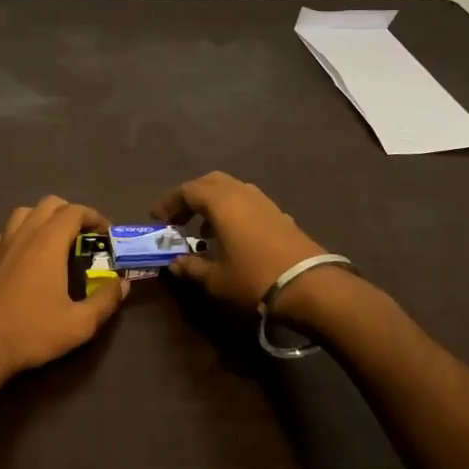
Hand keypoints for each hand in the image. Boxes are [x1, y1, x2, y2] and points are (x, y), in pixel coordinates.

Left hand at [0, 196, 129, 381]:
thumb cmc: (32, 331)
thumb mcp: (79, 324)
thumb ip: (105, 301)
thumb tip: (122, 284)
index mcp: (48, 243)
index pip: (74, 211)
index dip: (94, 216)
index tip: (107, 234)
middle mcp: (24, 235)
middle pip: (49, 204)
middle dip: (71, 213)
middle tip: (86, 236)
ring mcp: (3, 246)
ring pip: (25, 213)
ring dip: (45, 217)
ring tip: (58, 241)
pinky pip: (8, 231)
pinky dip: (23, 232)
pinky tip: (29, 255)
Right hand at [153, 171, 328, 310]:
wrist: (312, 287)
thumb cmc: (254, 278)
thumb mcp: (215, 279)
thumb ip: (191, 267)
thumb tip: (174, 262)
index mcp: (221, 202)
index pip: (186, 191)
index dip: (168, 203)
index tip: (156, 220)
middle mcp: (241, 193)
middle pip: (209, 182)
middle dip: (191, 196)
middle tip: (178, 218)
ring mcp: (264, 201)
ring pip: (231, 189)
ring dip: (213, 203)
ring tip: (204, 229)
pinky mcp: (280, 214)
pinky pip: (248, 202)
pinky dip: (233, 211)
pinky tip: (233, 237)